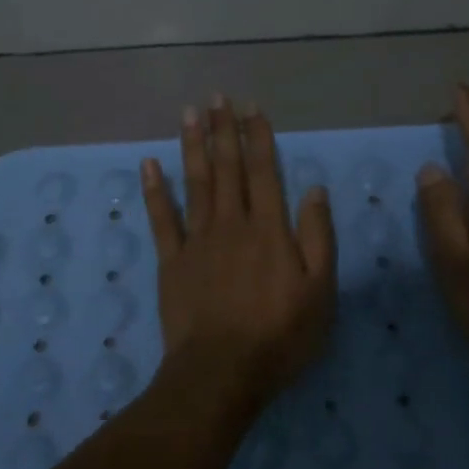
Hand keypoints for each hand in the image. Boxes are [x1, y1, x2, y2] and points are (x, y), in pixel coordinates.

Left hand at [141, 95, 337, 406]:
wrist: (222, 372)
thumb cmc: (279, 336)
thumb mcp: (320, 291)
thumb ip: (318, 237)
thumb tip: (315, 188)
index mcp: (269, 229)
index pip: (264, 171)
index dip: (258, 136)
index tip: (251, 107)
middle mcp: (232, 223)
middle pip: (226, 167)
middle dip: (223, 129)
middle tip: (216, 96)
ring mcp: (197, 239)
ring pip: (194, 182)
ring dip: (192, 145)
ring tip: (189, 113)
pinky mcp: (171, 260)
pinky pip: (161, 218)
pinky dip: (154, 190)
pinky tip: (148, 164)